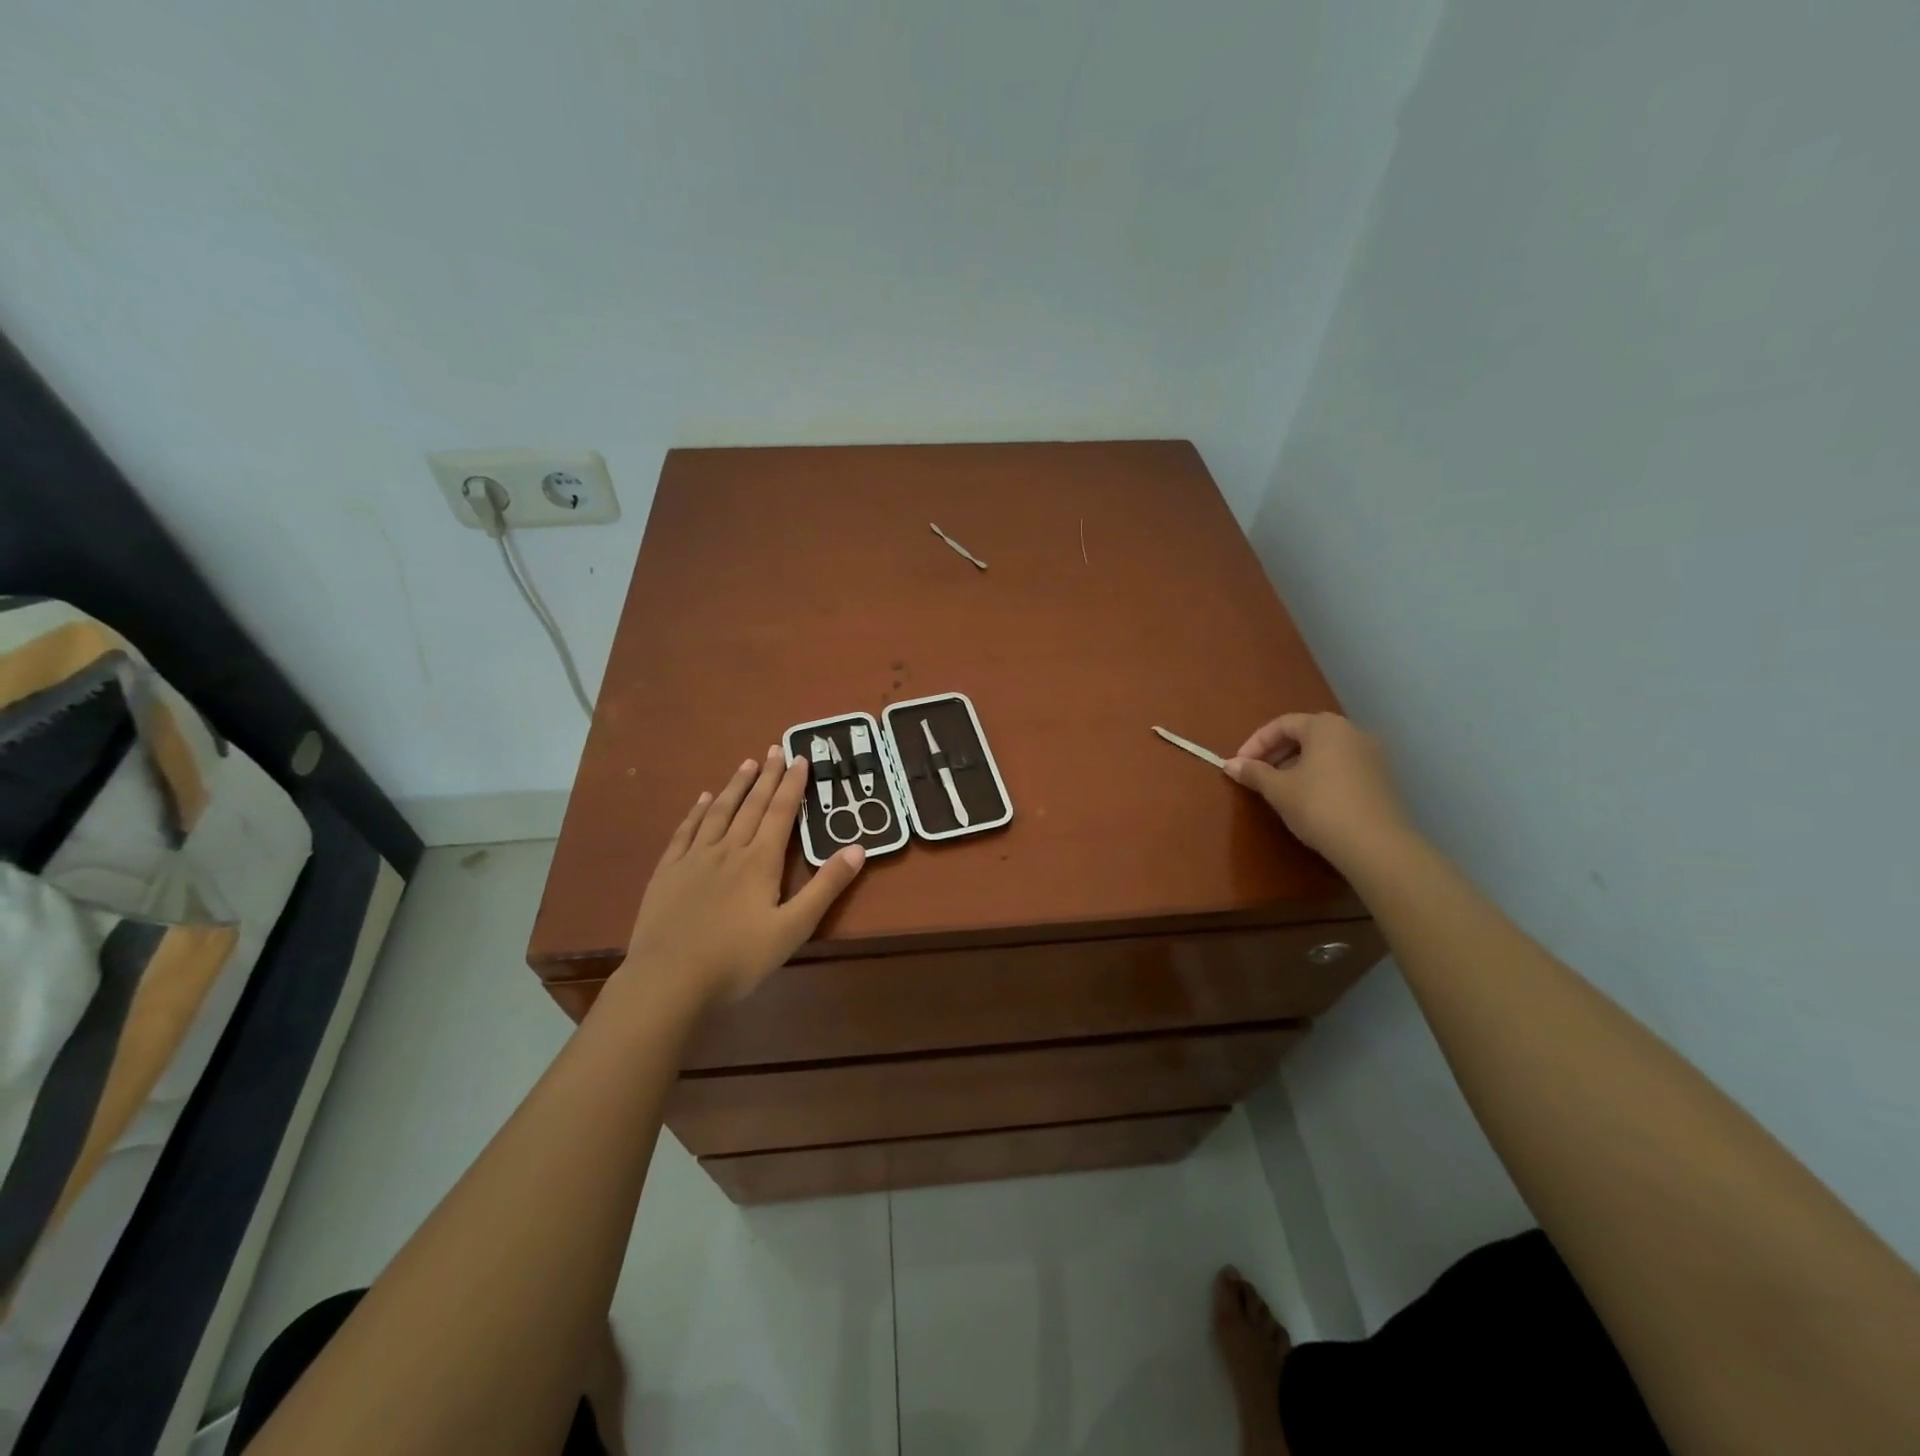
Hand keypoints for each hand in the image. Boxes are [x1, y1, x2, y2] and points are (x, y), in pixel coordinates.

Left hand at [618, 745, 864, 1005]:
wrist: (669, 979)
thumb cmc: (738, 958)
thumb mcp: (793, 928)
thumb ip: (825, 887)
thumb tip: (858, 848)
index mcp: (760, 861)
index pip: (780, 813)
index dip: (792, 785)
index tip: (800, 757)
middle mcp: (728, 849)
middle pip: (751, 805)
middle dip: (766, 776)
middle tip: (775, 749)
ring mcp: (694, 859)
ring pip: (719, 812)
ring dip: (735, 786)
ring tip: (747, 764)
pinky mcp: (668, 872)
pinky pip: (685, 831)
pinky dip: (697, 812)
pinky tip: (703, 800)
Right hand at [1224, 713, 1410, 868]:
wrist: (1376, 845)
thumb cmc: (1319, 807)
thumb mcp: (1278, 789)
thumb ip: (1253, 772)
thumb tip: (1230, 764)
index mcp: (1325, 726)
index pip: (1282, 724)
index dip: (1255, 743)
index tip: (1239, 765)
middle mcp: (1352, 732)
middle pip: (1306, 734)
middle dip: (1276, 752)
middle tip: (1258, 775)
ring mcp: (1372, 754)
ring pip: (1324, 751)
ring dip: (1297, 764)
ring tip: (1280, 788)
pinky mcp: (1382, 778)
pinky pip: (1342, 766)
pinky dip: (1320, 774)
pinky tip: (1310, 799)